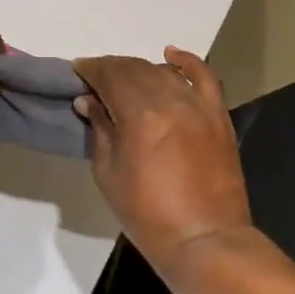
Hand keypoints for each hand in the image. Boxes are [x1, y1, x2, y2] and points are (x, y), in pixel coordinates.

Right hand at [73, 48, 252, 276]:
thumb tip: (88, 101)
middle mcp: (169, 99)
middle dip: (111, 68)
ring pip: (163, 71)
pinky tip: (171, 54)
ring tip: (124, 78)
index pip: (109, 76)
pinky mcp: (217, 115)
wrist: (204, 239)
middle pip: (135, 69)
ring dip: (140, 69)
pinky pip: (204, 77)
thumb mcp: (109, 173)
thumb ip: (100, 130)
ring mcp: (197, 105)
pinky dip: (187, 61)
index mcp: (139, 114)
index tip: (77, 71)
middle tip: (95, 78)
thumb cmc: (147, 213)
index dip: (91, 70)